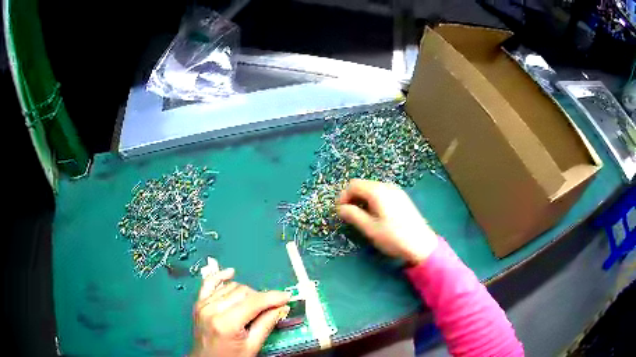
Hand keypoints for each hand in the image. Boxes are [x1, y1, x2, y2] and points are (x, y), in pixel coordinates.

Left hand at [191, 268, 290, 356]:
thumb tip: (281, 306)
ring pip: (231, 287)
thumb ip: (266, 324)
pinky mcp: (198, 303)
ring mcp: (203, 304)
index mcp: (226, 323)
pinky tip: (231, 272)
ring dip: (246, 293)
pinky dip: (220, 276)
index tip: (287, 296)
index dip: (272, 297)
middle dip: (260, 298)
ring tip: (253, 305)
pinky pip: (209, 283)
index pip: (253, 302)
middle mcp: (212, 309)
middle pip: (243, 291)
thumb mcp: (252, 346)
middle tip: (270, 308)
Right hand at [337, 179, 437, 265]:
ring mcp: (396, 191)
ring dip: (362, 199)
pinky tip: (375, 215)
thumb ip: (353, 215)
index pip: (353, 185)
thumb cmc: (393, 237)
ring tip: (360, 217)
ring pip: (372, 189)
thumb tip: (340, 208)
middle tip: (348, 215)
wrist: (421, 244)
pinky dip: (373, 201)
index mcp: (377, 191)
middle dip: (352, 197)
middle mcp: (387, 186)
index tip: (339, 211)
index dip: (343, 196)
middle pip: (363, 185)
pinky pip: (382, 194)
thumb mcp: (369, 228)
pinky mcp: (402, 198)